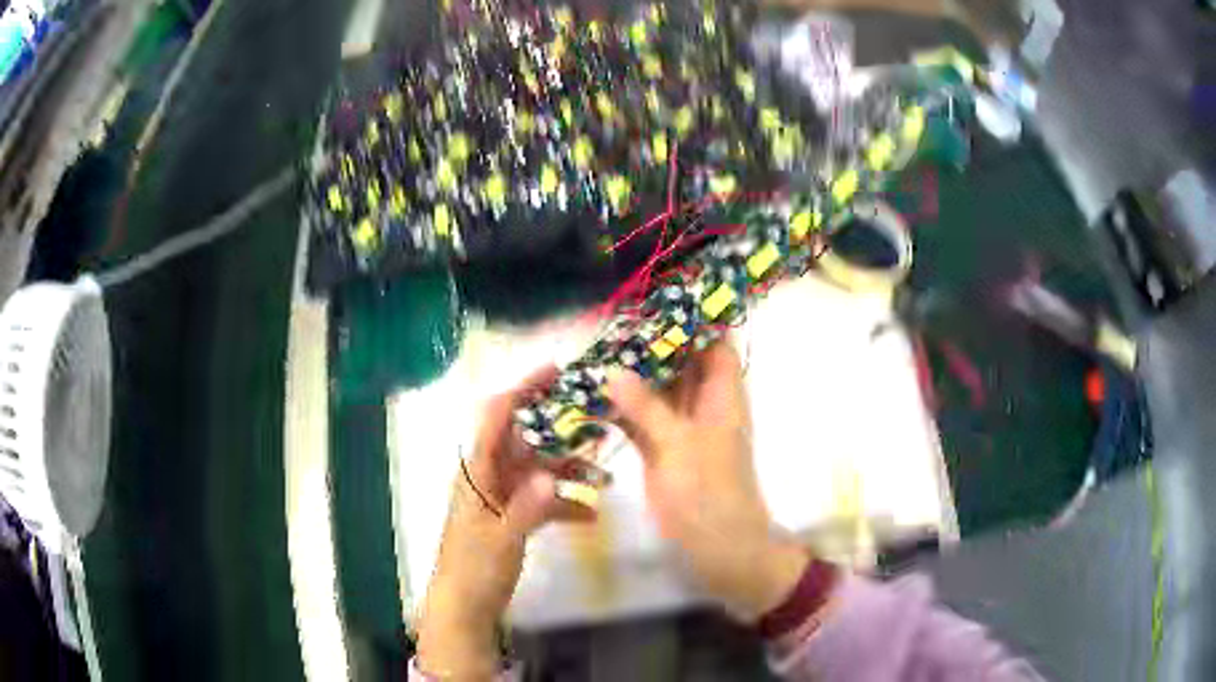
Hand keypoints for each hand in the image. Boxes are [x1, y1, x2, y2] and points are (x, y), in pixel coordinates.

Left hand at [417, 367, 590, 679]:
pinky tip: (591, 516)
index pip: (496, 416)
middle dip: (560, 431)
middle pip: (526, 440)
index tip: (555, 371)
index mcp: (477, 471)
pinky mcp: (513, 517)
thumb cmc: (474, 568)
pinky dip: (565, 504)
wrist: (464, 606)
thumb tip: (551, 477)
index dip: (522, 388)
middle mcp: (490, 475)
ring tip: (604, 478)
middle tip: (597, 421)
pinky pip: (543, 500)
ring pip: (540, 470)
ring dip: (570, 472)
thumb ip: (526, 507)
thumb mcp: (501, 539)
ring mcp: (503, 497)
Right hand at [604, 341, 809, 621]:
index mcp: (721, 394)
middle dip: (651, 341)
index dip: (694, 317)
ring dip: (632, 373)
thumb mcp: (679, 445)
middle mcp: (702, 403)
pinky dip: (621, 406)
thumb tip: (613, 370)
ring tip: (594, 348)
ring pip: (657, 388)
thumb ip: (646, 406)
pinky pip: (640, 417)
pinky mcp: (661, 448)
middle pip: (681, 360)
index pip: (714, 342)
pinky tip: (592, 393)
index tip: (659, 295)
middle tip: (611, 321)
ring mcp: (680, 426)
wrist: (717, 546)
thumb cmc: (709, 493)